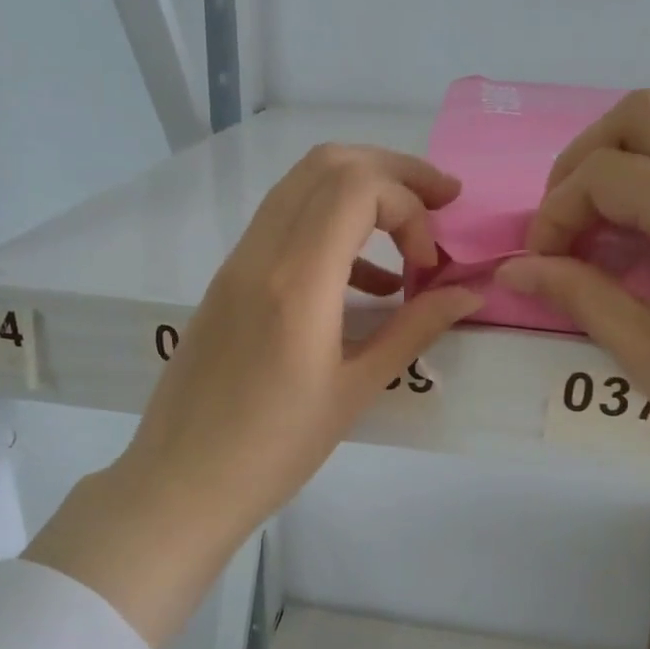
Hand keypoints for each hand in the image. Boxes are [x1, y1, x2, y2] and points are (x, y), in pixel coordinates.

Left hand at [29, 145, 480, 645]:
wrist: (181, 483)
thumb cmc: (274, 451)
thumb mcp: (355, 391)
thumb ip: (415, 330)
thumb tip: (469, 293)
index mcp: (296, 282)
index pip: (359, 187)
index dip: (411, 207)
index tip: (431, 263)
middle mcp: (260, 254)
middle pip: (329, 164)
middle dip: (394, 172)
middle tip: (441, 201)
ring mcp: (236, 263)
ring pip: (302, 186)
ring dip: (361, 194)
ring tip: (409, 242)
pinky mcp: (227, 281)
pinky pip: (284, 225)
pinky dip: (330, 227)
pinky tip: (365, 283)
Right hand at [496, 89, 649, 515]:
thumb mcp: (641, 349)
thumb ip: (574, 291)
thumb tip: (512, 269)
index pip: (604, 173)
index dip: (556, 211)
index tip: (544, 260)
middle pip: (648, 112)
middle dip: (590, 156)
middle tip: (572, 215)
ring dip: (643, 153)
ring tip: (620, 217)